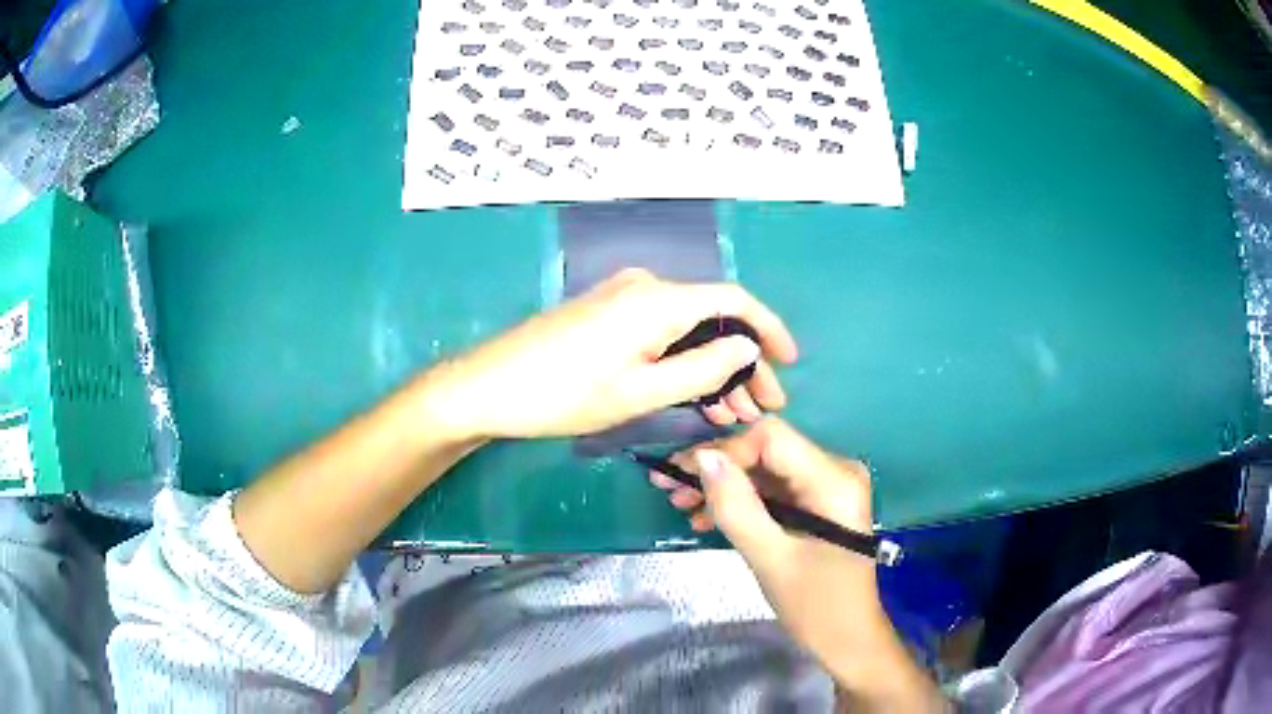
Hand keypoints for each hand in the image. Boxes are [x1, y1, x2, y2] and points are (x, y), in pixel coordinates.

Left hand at [432, 269, 798, 438]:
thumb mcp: (640, 391)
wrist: (488, 387)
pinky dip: (684, 360)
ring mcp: (622, 298)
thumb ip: (702, 368)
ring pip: (687, 328)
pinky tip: (697, 394)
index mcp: (658, 299)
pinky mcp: (606, 313)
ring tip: (734, 411)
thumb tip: (746, 348)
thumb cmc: (563, 395)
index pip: (734, 301)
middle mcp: (646, 287)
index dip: (768, 329)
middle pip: (712, 316)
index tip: (790, 362)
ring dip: (714, 365)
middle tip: (763, 404)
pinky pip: (661, 331)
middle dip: (743, 360)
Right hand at [652, 419, 944, 709]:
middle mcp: (835, 471)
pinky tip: (706, 518)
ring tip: (680, 504)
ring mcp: (827, 487)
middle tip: (668, 486)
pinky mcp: (817, 505)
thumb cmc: (817, 606)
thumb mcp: (771, 559)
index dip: (724, 451)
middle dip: (717, 469)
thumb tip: (703, 457)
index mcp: (834, 480)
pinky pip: (773, 491)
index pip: (771, 439)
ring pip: (764, 471)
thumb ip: (737, 507)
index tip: (682, 475)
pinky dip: (740, 502)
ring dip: (723, 487)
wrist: (848, 638)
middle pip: (766, 452)